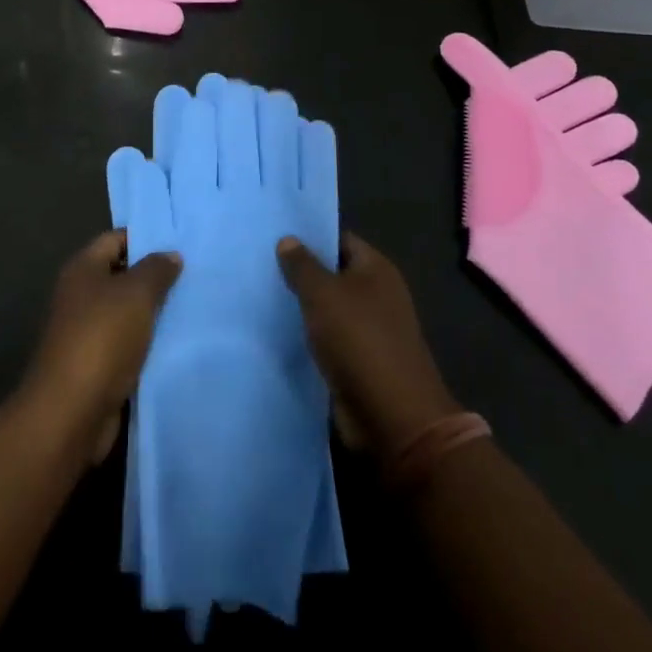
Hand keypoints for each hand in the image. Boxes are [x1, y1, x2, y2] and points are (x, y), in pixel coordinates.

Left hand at [23, 232, 181, 462]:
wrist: (71, 412)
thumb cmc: (102, 338)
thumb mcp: (136, 294)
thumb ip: (156, 270)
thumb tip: (170, 254)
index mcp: (82, 270)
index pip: (115, 239)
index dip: (145, 239)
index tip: (180, 244)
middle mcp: (79, 296)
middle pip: (121, 276)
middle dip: (154, 277)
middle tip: (193, 276)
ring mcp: (85, 333)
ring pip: (126, 313)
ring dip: (153, 314)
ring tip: (192, 308)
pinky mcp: (95, 366)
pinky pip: (127, 345)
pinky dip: (148, 344)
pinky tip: (177, 344)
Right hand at [276, 233, 459, 453]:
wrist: (392, 417)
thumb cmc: (359, 340)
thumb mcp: (323, 294)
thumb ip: (302, 265)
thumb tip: (288, 239)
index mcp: (377, 269)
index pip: (339, 239)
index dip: (310, 236)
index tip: (275, 234)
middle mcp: (377, 294)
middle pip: (333, 274)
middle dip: (302, 271)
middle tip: (260, 263)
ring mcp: (370, 330)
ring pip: (328, 308)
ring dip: (302, 307)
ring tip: (260, 294)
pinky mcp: (359, 361)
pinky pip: (328, 339)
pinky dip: (308, 336)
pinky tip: (277, 331)